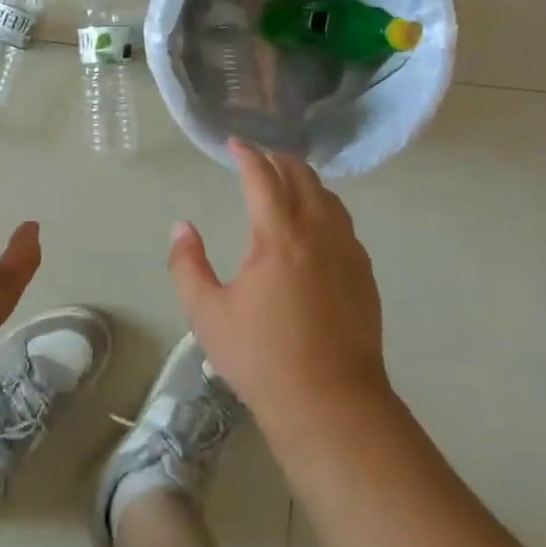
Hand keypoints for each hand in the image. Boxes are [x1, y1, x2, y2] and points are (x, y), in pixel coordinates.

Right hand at [169, 141, 390, 425]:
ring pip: (328, 196)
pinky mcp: (363, 272)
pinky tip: (315, 223)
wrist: (331, 403)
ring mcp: (347, 250)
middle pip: (301, 176)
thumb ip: (188, 265)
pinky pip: (343, 222)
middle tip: (258, 157)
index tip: (234, 144)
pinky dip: (324, 206)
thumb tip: (182, 227)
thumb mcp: (208, 314)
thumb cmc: (262, 358)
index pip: (263, 177)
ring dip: (304, 180)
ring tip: (287, 181)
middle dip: (277, 159)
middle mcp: (317, 231)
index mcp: (279, 236)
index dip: (247, 155)